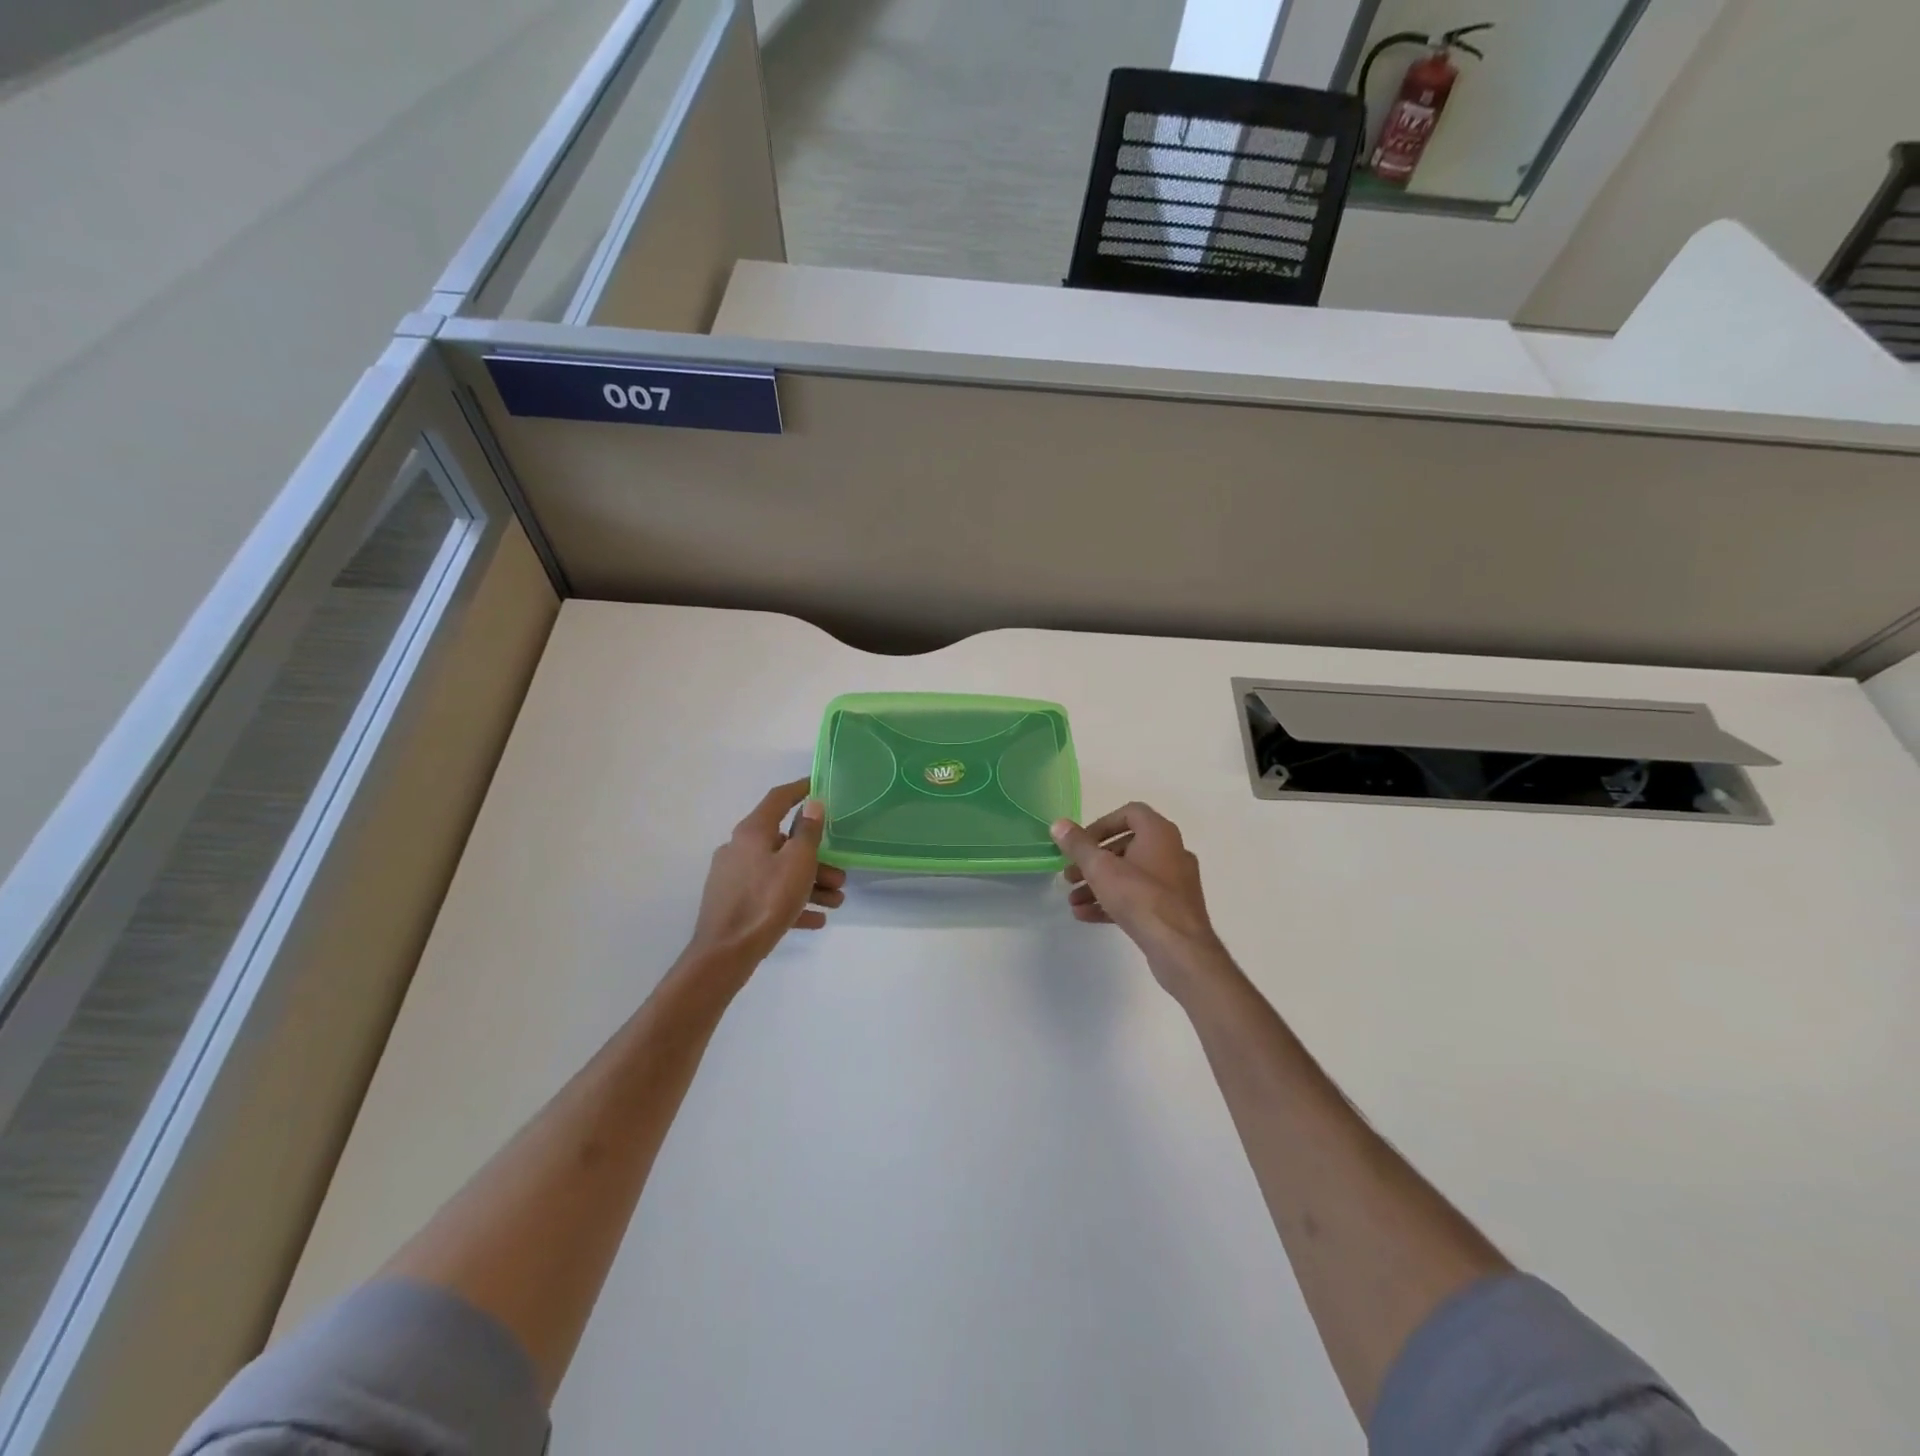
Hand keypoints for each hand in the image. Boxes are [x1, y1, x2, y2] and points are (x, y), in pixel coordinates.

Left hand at [686, 779, 845, 967]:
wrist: (725, 954)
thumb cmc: (766, 900)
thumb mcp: (797, 863)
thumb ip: (808, 832)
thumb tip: (812, 803)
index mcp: (752, 831)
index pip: (779, 798)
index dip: (800, 789)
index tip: (819, 785)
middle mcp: (739, 848)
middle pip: (784, 843)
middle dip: (817, 859)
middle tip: (841, 875)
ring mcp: (733, 877)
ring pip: (779, 872)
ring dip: (810, 884)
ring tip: (836, 902)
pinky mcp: (733, 903)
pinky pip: (769, 896)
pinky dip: (793, 903)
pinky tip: (816, 920)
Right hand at [1051, 804, 1231, 996]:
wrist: (1180, 948)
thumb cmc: (1140, 898)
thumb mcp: (1100, 868)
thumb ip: (1078, 845)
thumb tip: (1059, 824)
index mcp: (1159, 833)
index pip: (1129, 813)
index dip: (1101, 825)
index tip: (1080, 844)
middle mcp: (1172, 851)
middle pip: (1126, 846)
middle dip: (1093, 861)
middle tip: (1070, 875)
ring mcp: (1175, 882)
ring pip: (1130, 875)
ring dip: (1099, 884)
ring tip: (1073, 900)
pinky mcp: (1174, 908)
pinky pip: (1139, 897)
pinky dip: (1114, 901)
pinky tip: (1087, 916)